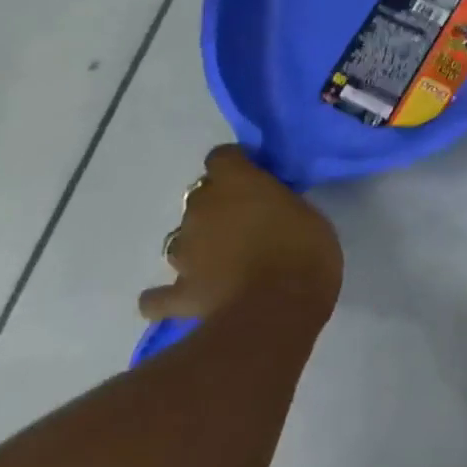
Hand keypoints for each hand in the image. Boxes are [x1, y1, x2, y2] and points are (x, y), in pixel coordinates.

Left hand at [138, 146, 342, 322]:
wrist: (276, 308)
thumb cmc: (304, 251)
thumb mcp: (307, 214)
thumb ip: (279, 205)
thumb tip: (269, 210)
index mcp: (237, 183)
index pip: (223, 157)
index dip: (236, 165)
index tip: (255, 176)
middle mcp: (202, 210)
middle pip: (200, 198)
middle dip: (218, 207)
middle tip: (246, 223)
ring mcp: (185, 253)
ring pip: (181, 240)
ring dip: (198, 246)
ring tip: (222, 261)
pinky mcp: (179, 293)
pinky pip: (159, 296)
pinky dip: (164, 297)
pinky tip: (181, 297)